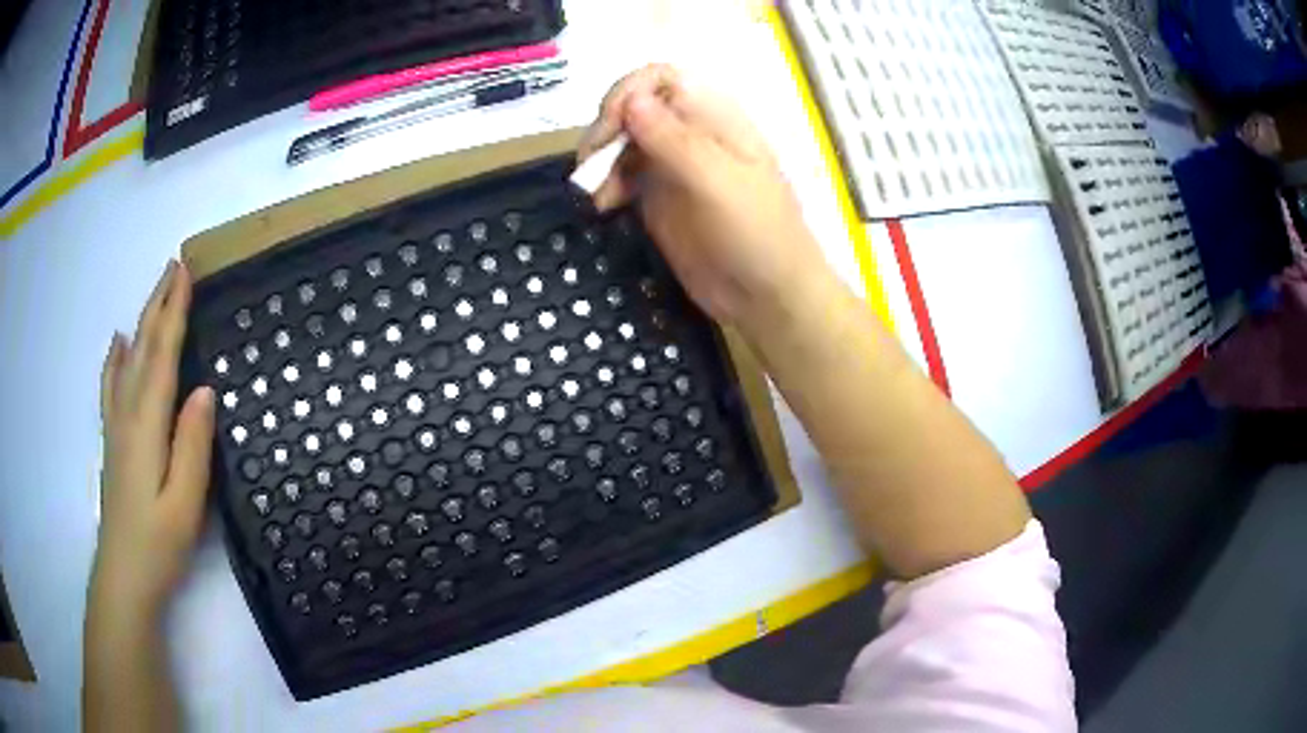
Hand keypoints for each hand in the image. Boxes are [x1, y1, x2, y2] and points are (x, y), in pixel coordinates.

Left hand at [90, 260, 213, 626]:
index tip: (185, 272)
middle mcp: (127, 415)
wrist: (124, 577)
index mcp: (147, 426)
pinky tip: (117, 343)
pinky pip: (111, 386)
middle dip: (158, 304)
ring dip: (141, 322)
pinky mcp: (113, 441)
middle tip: (174, 266)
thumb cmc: (158, 544)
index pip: (162, 356)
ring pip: (127, 361)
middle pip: (142, 348)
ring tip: (153, 294)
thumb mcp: (185, 503)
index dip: (174, 312)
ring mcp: (116, 427)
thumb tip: (205, 389)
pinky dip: (114, 358)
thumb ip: (193, 445)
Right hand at [578, 64, 836, 335]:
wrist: (768, 296)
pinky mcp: (659, 197)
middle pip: (632, 107)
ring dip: (600, 161)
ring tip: (595, 195)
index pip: (661, 79)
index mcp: (714, 118)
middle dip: (606, 130)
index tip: (611, 127)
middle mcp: (690, 133)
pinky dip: (605, 185)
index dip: (628, 93)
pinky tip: (603, 206)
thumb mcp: (717, 182)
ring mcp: (672, 165)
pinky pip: (622, 176)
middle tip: (591, 166)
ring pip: (622, 141)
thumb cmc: (757, 234)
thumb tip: (630, 98)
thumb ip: (674, 139)